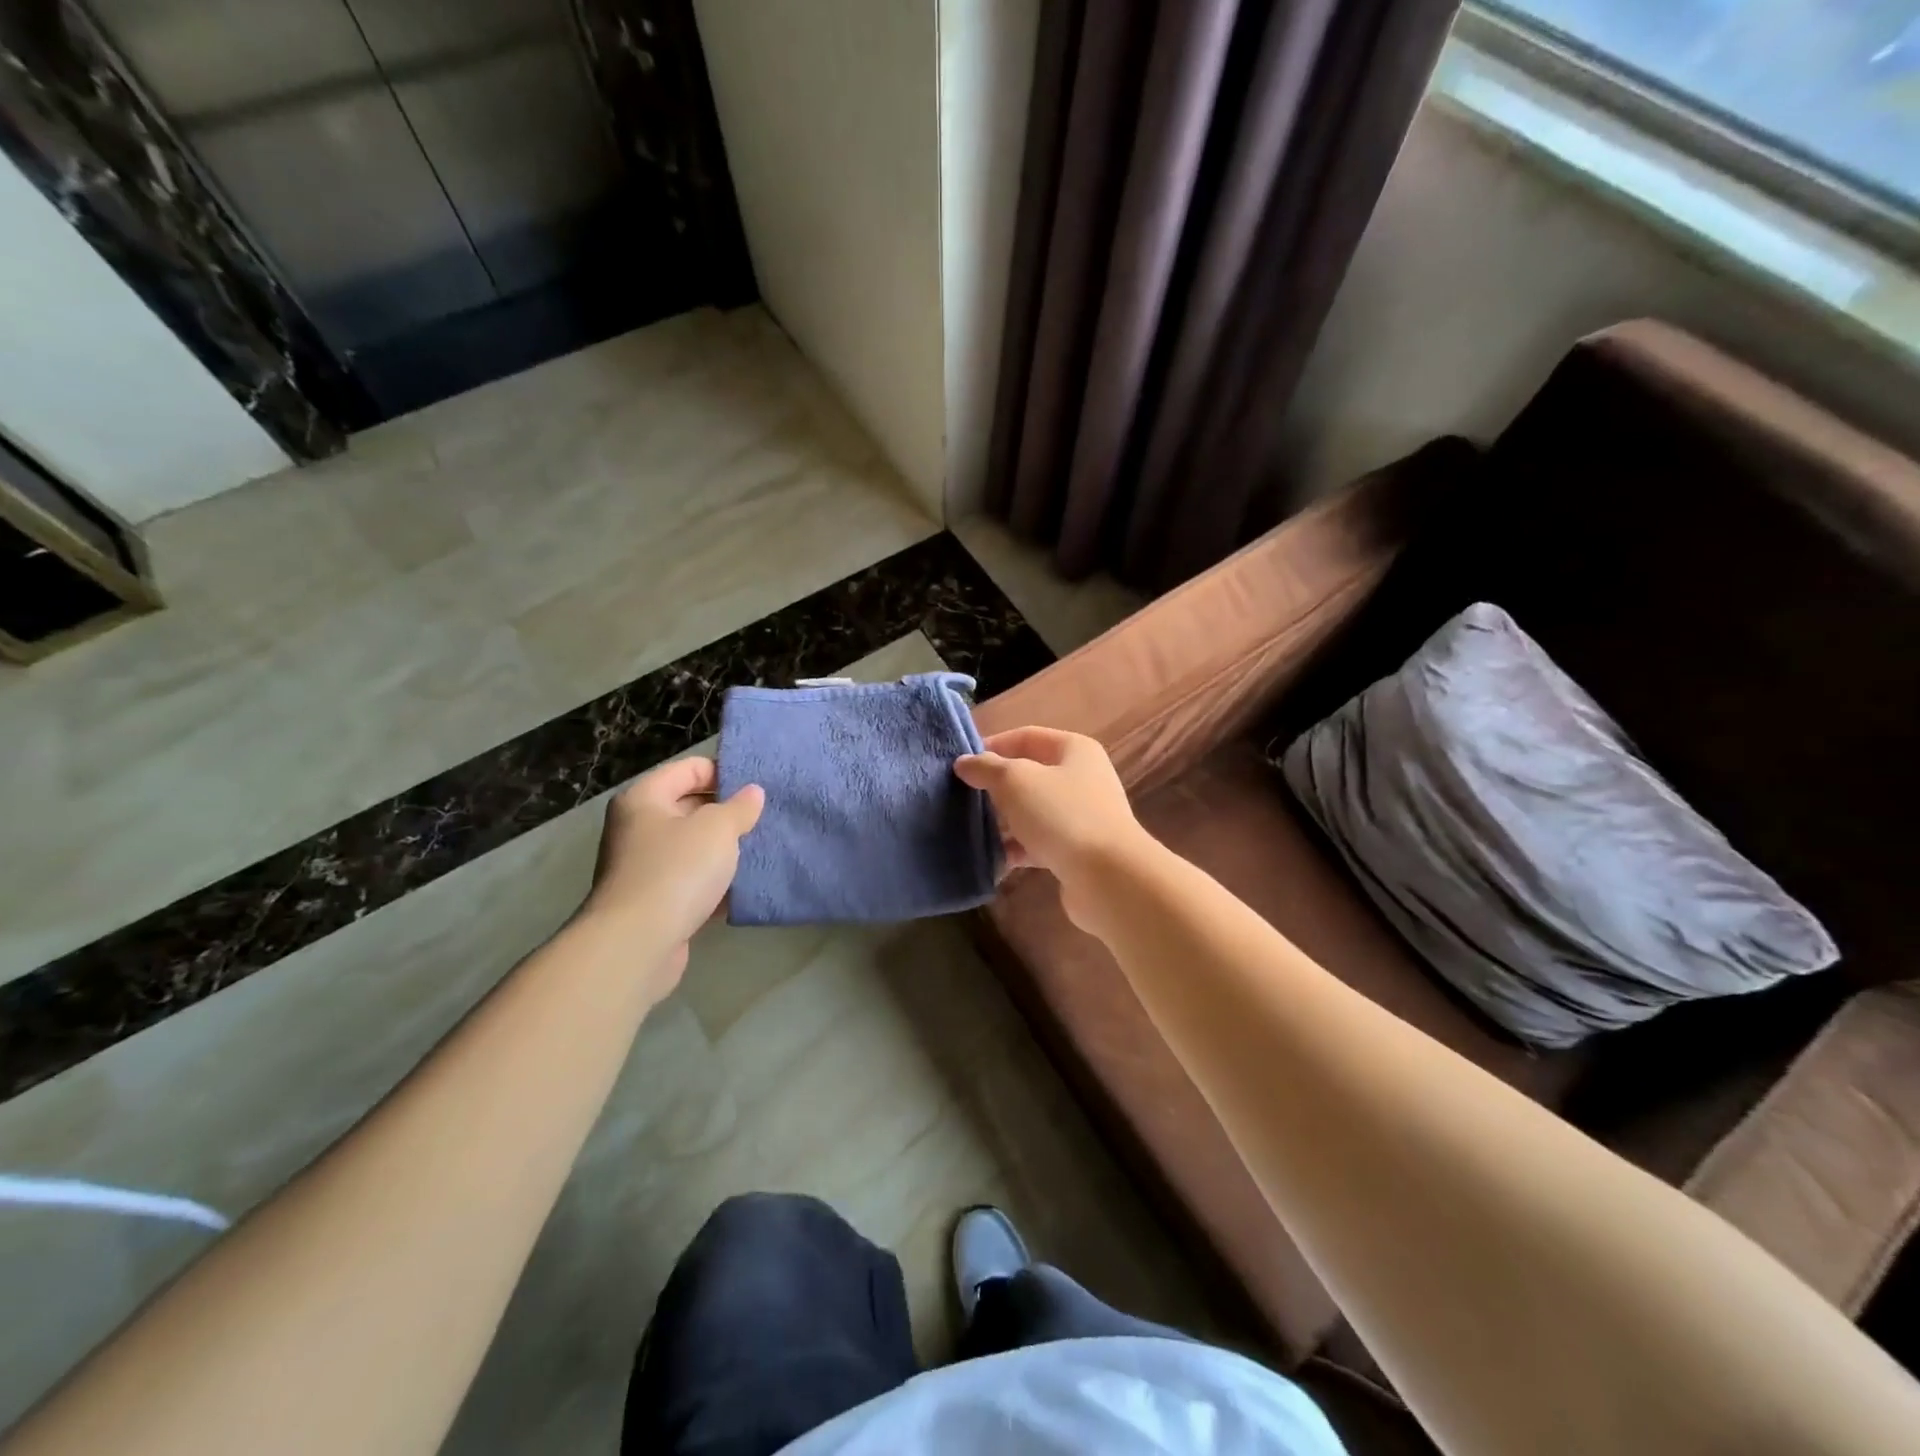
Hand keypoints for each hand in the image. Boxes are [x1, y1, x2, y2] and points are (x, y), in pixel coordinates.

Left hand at [582, 757, 763, 995]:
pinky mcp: (655, 901)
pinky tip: (745, 886)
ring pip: (693, 847)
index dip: (723, 772)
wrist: (636, 945)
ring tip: (761, 849)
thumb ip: (739, 807)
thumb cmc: (676, 871)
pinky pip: (692, 881)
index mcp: (644, 798)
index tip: (758, 787)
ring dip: (724, 850)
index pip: (689, 768)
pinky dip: (716, 882)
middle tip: (764, 818)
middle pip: (689, 807)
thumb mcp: (717, 828)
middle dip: (727, 812)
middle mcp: (638, 828)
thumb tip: (752, 793)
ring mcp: (644, 867)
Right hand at [954, 728, 1149, 926]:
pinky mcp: (1076, 850)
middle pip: (1029, 775)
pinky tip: (992, 860)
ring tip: (969, 829)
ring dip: (1003, 820)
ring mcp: (1081, 816)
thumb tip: (965, 763)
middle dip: (995, 786)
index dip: (992, 746)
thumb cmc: (1062, 815)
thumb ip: (987, 768)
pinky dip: (1016, 849)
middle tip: (961, 797)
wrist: (1108, 876)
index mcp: (1074, 750)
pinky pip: (1038, 843)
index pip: (1026, 737)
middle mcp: (1081, 778)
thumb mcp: (1016, 781)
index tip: (961, 764)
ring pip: (1031, 811)